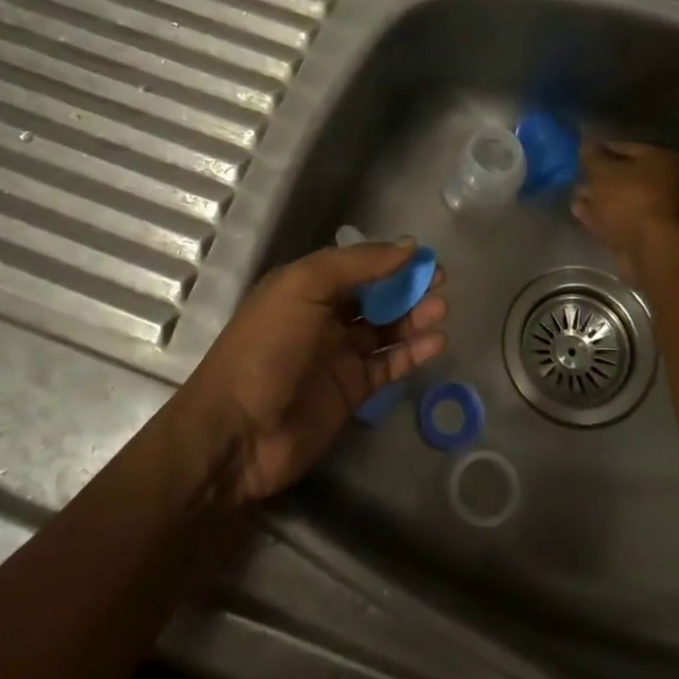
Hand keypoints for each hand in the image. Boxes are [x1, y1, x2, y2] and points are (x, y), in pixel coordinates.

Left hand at [179, 241, 446, 504]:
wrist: (237, 433)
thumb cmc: (266, 348)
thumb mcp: (303, 288)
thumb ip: (356, 264)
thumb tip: (407, 246)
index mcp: (305, 288)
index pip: (356, 265)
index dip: (389, 259)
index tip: (423, 256)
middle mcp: (323, 318)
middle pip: (374, 296)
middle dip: (407, 286)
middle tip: (440, 282)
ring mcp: (338, 356)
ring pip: (386, 329)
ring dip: (414, 317)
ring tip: (441, 311)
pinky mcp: (351, 391)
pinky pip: (388, 365)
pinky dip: (412, 353)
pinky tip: (435, 342)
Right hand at [572, 141, 678, 282]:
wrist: (648, 247)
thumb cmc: (628, 198)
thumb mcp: (602, 171)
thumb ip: (592, 158)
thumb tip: (587, 148)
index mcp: (661, 160)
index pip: (627, 148)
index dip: (601, 150)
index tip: (581, 156)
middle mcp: (667, 182)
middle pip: (626, 176)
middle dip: (599, 179)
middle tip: (577, 180)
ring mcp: (660, 211)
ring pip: (623, 200)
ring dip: (599, 200)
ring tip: (575, 200)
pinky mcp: (650, 234)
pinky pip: (623, 219)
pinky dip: (604, 217)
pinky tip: (582, 216)